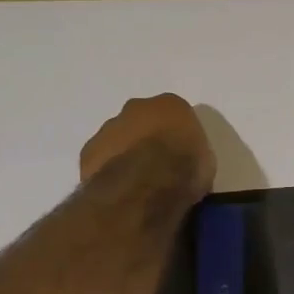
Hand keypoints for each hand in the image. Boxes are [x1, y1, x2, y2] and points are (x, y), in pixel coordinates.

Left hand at [78, 94, 215, 198]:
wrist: (146, 185)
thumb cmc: (185, 168)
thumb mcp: (206, 161)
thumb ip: (191, 153)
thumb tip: (183, 163)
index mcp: (170, 104)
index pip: (174, 114)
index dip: (175, 135)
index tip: (178, 154)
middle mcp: (136, 107)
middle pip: (140, 121)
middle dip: (144, 138)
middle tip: (154, 165)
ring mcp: (108, 128)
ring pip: (116, 138)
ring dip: (123, 153)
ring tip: (134, 182)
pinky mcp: (88, 152)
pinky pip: (100, 159)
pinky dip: (107, 170)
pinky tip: (118, 189)